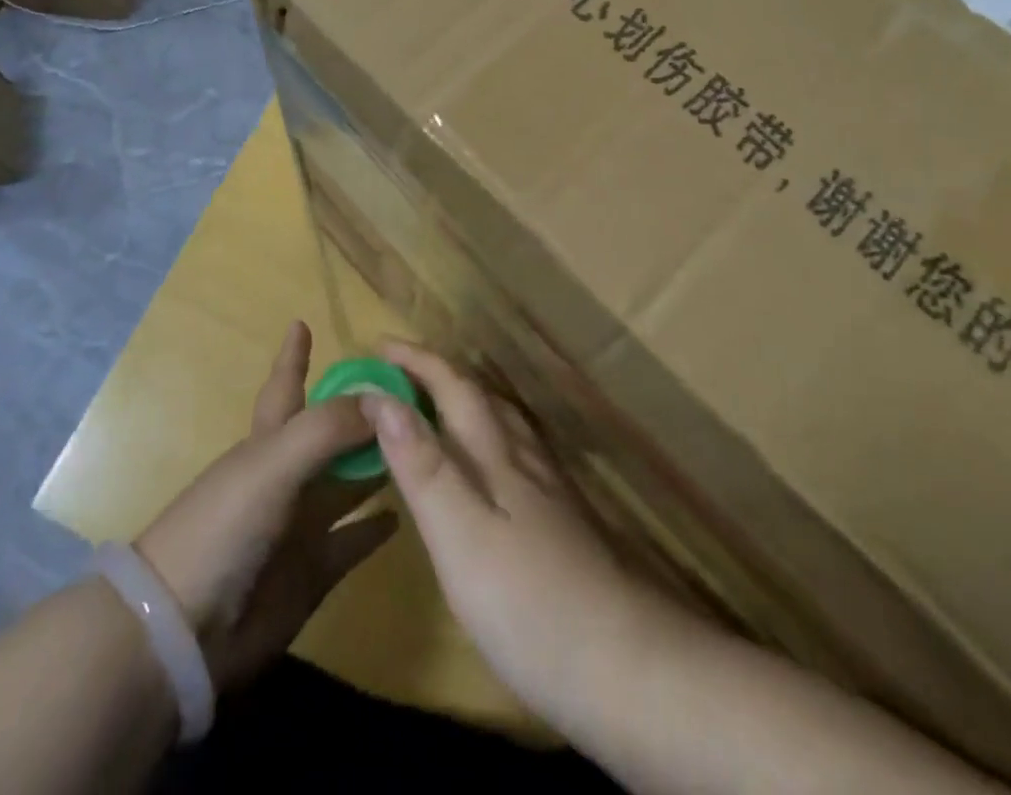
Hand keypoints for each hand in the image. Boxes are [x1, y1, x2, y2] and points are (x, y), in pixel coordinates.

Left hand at [135, 323, 397, 690]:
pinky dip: (377, 527)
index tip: (303, 322)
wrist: (182, 631)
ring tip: (425, 444)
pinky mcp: (313, 572)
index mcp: (269, 442)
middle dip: (365, 412)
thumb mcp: (273, 463)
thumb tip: (385, 400)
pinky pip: (354, 541)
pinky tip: (409, 512)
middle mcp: (288, 476)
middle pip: (333, 433)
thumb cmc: (222, 527)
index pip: (287, 385)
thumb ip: (327, 428)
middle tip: (413, 390)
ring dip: (381, 464)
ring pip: (350, 483)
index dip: (294, 356)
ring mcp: (301, 524)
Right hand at [357, 342, 656, 727]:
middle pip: (483, 398)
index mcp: (496, 456)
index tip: (380, 344)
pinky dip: (493, 440)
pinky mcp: (567, 524)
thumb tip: (380, 397)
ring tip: (442, 406)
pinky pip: (520, 455)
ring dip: (469, 402)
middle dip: (440, 375)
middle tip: (401, 371)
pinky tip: (495, 468)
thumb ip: (422, 465)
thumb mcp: (460, 535)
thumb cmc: (529, 603)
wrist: (630, 667)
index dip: (417, 362)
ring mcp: (552, 492)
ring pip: (506, 424)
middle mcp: (526, 460)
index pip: (453, 388)